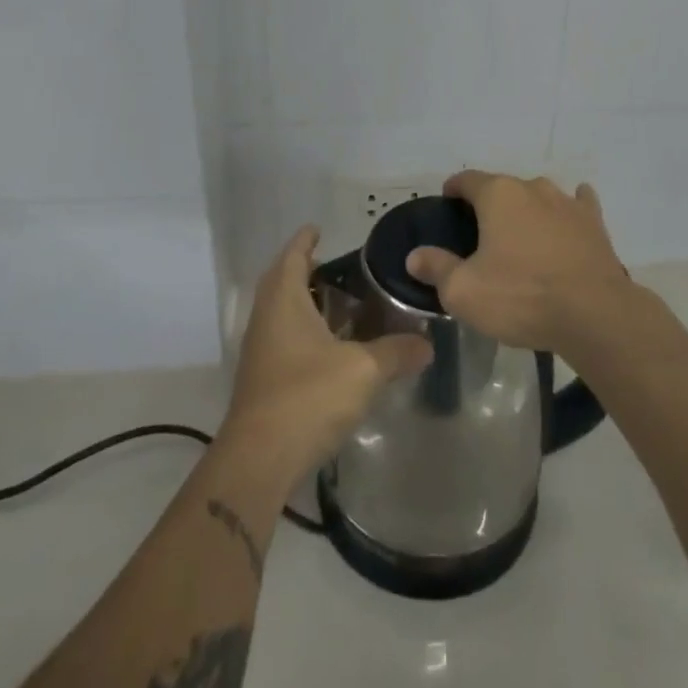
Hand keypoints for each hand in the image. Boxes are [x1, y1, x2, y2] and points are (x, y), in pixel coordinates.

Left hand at [224, 226, 432, 483]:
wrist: (259, 460)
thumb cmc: (307, 397)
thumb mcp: (362, 370)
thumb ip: (396, 352)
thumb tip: (428, 344)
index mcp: (283, 300)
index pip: (292, 255)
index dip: (305, 240)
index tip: (320, 228)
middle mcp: (266, 317)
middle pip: (282, 280)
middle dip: (305, 269)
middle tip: (338, 265)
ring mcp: (261, 349)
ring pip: (282, 311)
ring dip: (305, 301)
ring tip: (341, 302)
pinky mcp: (263, 378)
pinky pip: (284, 338)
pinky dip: (305, 330)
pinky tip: (331, 347)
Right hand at [405, 171, 633, 353]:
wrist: (595, 314)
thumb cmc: (522, 296)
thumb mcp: (464, 291)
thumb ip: (436, 268)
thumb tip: (415, 256)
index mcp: (497, 194)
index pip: (466, 180)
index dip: (453, 190)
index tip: (446, 206)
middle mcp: (532, 187)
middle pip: (502, 188)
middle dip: (490, 206)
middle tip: (480, 236)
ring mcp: (567, 202)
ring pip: (538, 197)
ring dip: (527, 210)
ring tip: (521, 238)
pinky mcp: (594, 223)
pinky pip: (578, 206)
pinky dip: (569, 210)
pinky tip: (569, 218)